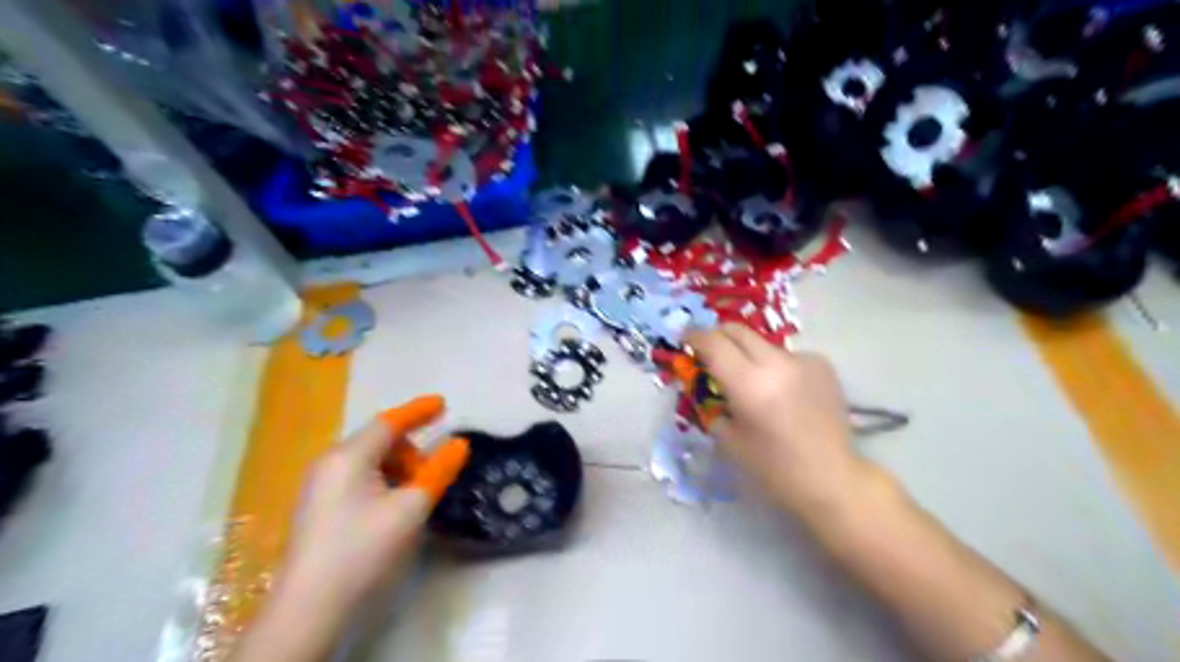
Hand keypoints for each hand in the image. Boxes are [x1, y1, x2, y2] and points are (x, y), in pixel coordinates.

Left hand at [274, 392, 464, 614]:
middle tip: (432, 476)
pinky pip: (358, 478)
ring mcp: (320, 486)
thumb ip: (438, 470)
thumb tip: (459, 444)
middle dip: (411, 451)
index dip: (419, 411)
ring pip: (370, 461)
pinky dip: (383, 482)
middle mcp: (330, 463)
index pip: (389, 422)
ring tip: (414, 497)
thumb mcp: (410, 508)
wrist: (308, 609)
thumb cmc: (363, 550)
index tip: (444, 403)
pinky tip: (392, 508)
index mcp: (348, 456)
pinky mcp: (319, 507)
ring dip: (398, 469)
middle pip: (379, 441)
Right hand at [688, 323, 870, 514]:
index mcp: (749, 385)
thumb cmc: (772, 467)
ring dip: (747, 353)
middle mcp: (777, 364)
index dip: (694, 337)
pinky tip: (781, 390)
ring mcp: (803, 360)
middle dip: (718, 336)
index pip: (713, 344)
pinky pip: (786, 356)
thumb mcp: (728, 438)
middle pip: (738, 331)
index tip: (685, 339)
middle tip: (710, 351)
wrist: (830, 478)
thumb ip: (710, 403)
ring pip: (762, 343)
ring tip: (750, 379)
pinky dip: (775, 366)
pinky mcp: (822, 364)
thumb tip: (700, 381)